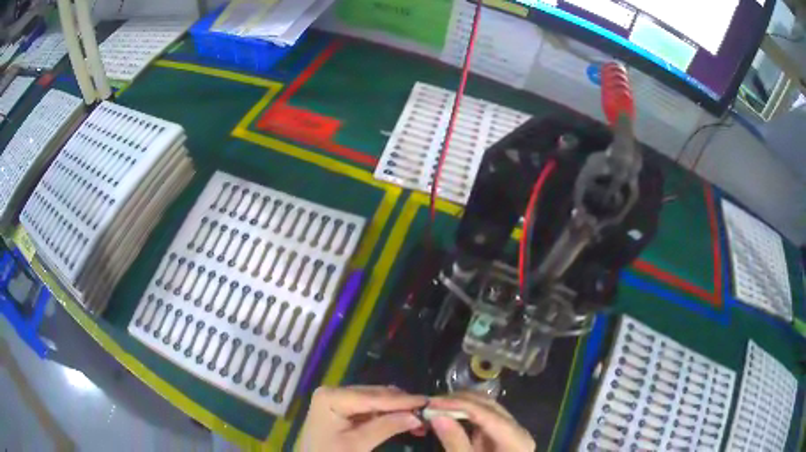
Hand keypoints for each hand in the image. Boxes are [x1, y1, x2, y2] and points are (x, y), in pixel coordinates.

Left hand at [299, 385, 426, 450]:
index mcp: (332, 397)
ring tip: (420, 420)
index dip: (403, 400)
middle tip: (429, 414)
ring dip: (398, 409)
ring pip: (377, 401)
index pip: (374, 397)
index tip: (429, 401)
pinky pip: (371, 408)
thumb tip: (417, 416)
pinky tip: (405, 421)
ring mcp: (338, 399)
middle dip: (403, 405)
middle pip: (376, 395)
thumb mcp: (357, 445)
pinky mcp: (343, 409)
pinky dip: (389, 415)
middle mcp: (335, 391)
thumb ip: (386, 427)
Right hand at [427, 392, 534, 451]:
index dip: (458, 404)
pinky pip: (483, 419)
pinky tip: (448, 416)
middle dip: (459, 401)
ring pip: (486, 408)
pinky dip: (464, 415)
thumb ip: (455, 442)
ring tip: (436, 408)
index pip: (487, 413)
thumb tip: (437, 416)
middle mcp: (518, 430)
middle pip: (489, 406)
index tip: (431, 403)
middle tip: (430, 403)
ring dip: (460, 405)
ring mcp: (511, 431)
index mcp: (516, 439)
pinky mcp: (501, 436)